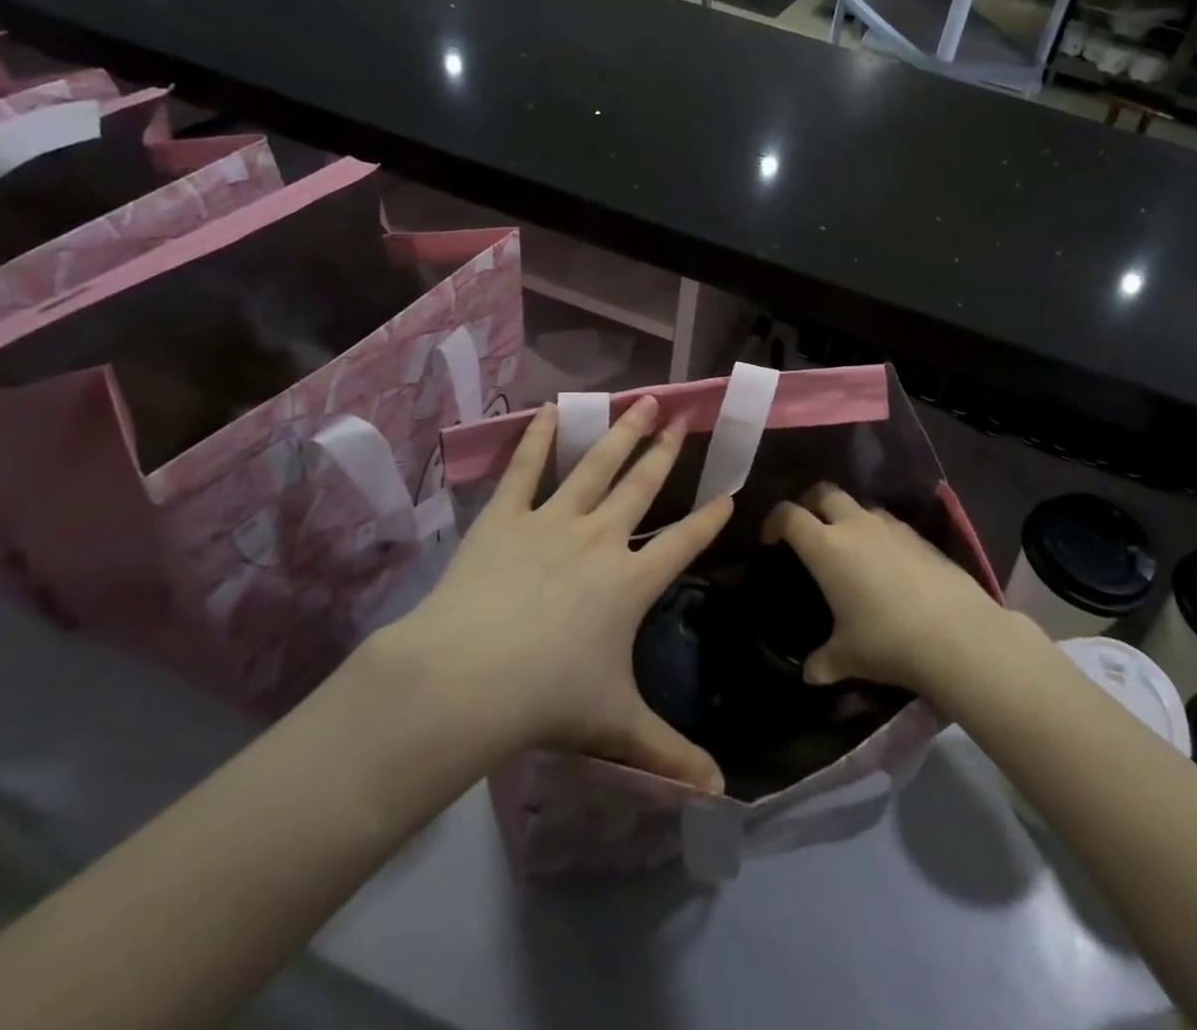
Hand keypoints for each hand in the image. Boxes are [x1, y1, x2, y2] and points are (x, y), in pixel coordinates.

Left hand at [372, 397, 730, 793]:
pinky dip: (539, 437)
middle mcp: (601, 538)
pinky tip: (553, 409)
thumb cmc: (549, 698)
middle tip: (684, 417)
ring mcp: (553, 520)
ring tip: (643, 400)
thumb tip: (719, 796)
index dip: (711, 517)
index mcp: (631, 581)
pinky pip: (524, 468)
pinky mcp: (505, 516)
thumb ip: (670, 754)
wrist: (468, 678)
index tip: (729, 492)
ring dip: (623, 431)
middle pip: (643, 485)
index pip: (684, 542)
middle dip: (667, 451)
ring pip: (597, 465)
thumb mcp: (617, 726)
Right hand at [762, 484, 1010, 699]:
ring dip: (846, 516)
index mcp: (826, 547)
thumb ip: (823, 662)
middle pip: (824, 493)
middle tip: (806, 529)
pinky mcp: (919, 536)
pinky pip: (888, 523)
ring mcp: (890, 527)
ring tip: (847, 545)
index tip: (771, 540)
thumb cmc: (887, 641)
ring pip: (859, 504)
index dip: (774, 521)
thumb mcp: (847, 657)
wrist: (956, 633)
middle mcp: (855, 526)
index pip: (790, 516)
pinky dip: (877, 532)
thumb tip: (809, 675)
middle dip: (810, 503)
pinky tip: (885, 562)